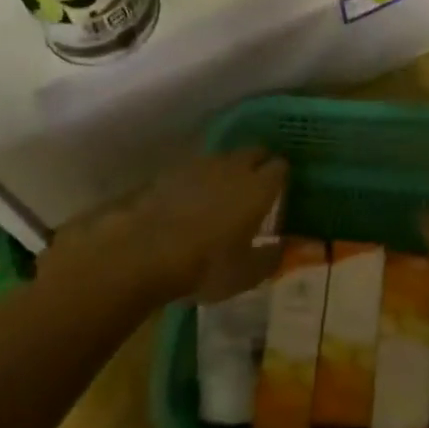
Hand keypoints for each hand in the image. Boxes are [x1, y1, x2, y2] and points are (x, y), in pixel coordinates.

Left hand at [49, 148, 286, 305]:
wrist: (145, 249)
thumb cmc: (206, 264)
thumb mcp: (245, 274)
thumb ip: (269, 258)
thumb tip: (283, 247)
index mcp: (258, 188)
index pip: (280, 167)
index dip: (282, 176)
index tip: (282, 189)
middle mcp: (234, 168)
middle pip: (253, 153)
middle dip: (258, 164)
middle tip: (256, 186)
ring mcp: (201, 165)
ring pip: (224, 159)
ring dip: (228, 170)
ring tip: (224, 192)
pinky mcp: (171, 171)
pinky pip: (196, 169)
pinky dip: (199, 180)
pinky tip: (193, 199)